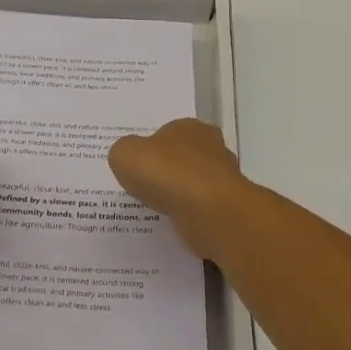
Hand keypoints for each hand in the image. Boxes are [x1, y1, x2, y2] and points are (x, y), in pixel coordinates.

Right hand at [108, 118, 251, 259]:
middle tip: (144, 186)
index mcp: (189, 127)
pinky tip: (172, 222)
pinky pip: (200, 207)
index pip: (168, 132)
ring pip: (193, 183)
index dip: (150, 148)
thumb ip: (123, 151)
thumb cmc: (167, 174)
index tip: (137, 166)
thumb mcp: (125, 154)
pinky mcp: (227, 206)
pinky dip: (188, 214)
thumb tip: (129, 156)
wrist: (209, 212)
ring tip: (156, 207)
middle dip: (167, 170)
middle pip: (183, 156)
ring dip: (179, 194)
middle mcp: (211, 147)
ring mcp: (223, 178)